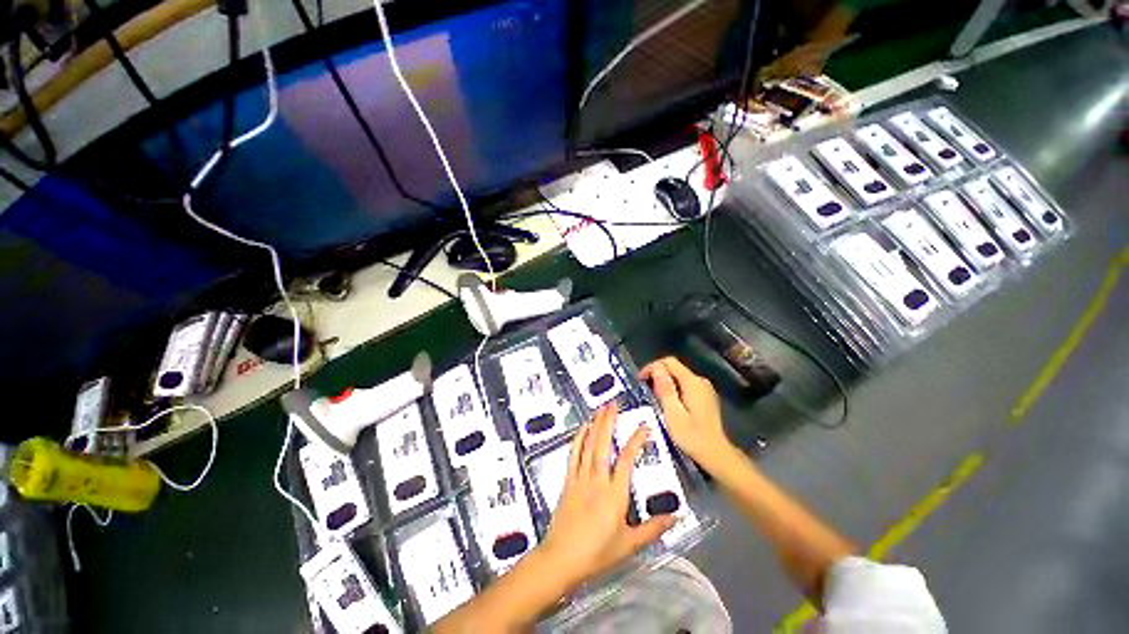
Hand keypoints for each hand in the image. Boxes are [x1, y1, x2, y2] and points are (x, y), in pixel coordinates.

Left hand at [539, 404, 675, 589]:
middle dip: (609, 421)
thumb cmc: (597, 553)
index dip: (636, 440)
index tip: (643, 426)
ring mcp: (580, 478)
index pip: (627, 460)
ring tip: (600, 407)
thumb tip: (676, 516)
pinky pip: (574, 454)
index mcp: (615, 494)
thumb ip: (653, 529)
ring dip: (595, 424)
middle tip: (614, 403)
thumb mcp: (630, 544)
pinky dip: (578, 438)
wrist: (561, 559)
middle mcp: (597, 480)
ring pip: (588, 445)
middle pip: (603, 444)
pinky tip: (582, 427)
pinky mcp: (568, 480)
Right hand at [640, 356, 734, 473]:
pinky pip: (685, 385)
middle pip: (674, 368)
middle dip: (657, 375)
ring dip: (664, 383)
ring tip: (654, 398)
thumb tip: (656, 368)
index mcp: (692, 382)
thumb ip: (665, 389)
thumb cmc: (692, 437)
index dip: (652, 367)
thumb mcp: (673, 414)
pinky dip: (673, 389)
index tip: (640, 380)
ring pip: (678, 376)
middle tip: (646, 391)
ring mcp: (704, 388)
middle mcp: (700, 381)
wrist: (716, 454)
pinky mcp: (705, 396)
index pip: (669, 362)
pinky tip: (668, 403)